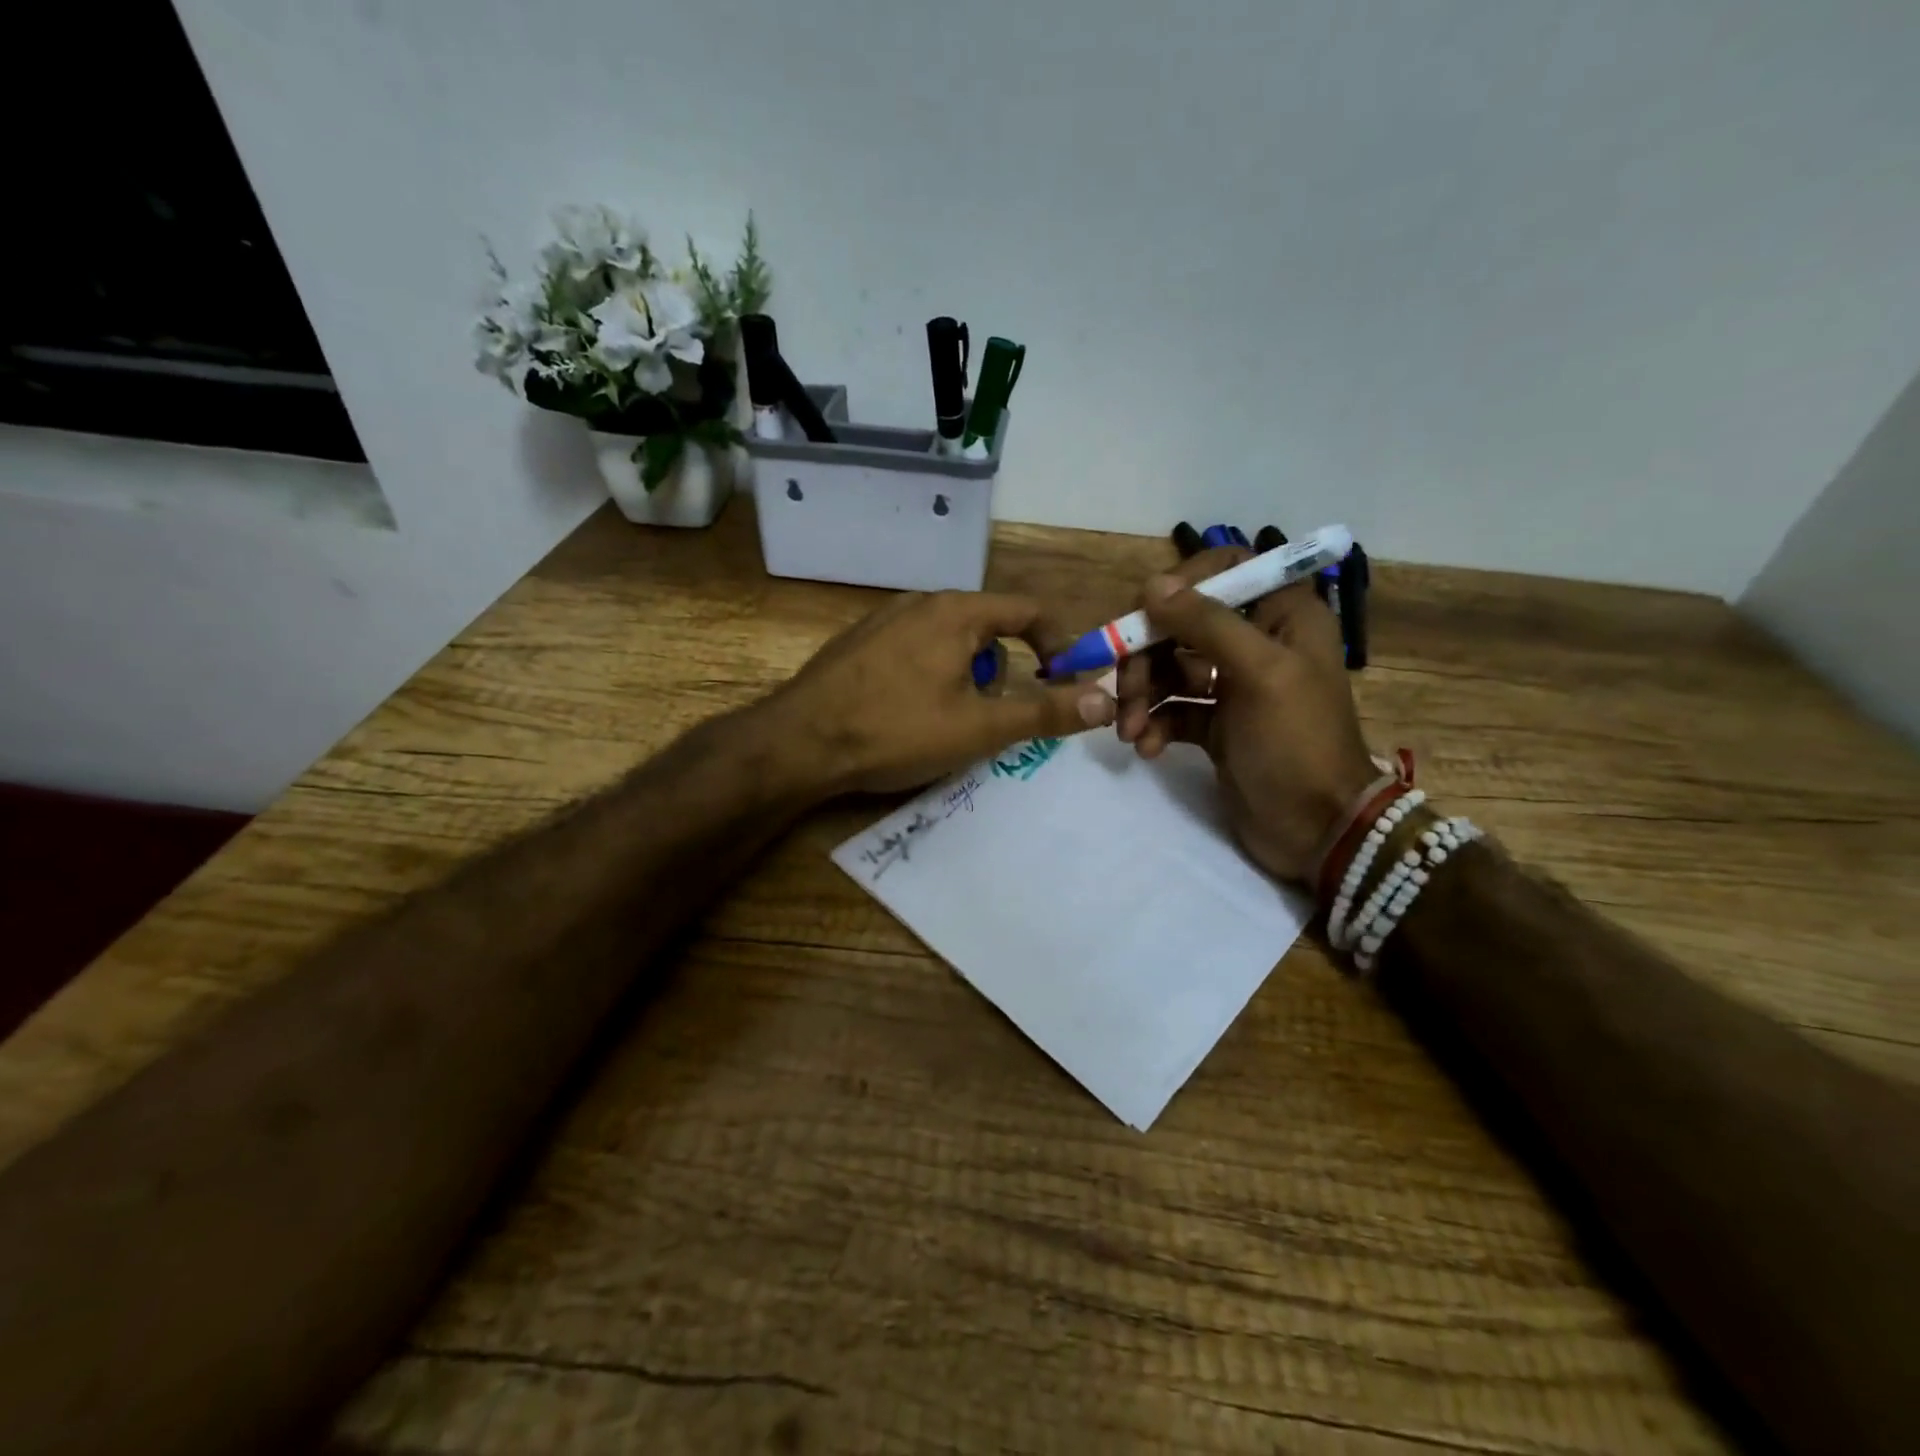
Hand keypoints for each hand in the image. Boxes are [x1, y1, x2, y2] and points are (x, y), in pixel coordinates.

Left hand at [770, 590, 1117, 795]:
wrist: (798, 743)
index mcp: (957, 611)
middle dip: (1006, 672)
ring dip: (968, 678)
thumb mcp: (980, 728)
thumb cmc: (896, 730)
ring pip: (950, 643)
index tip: (1066, 683)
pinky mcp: (859, 644)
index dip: (1059, 645)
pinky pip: (915, 652)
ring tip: (950, 723)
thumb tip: (1104, 701)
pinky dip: (931, 677)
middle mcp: (921, 603)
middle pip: (989, 628)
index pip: (1029, 610)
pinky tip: (909, 716)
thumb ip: (1044, 712)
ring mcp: (884, 621)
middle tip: (997, 717)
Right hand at [1114, 549, 1377, 882]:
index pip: (1228, 570)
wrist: (1317, 830)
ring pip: (1170, 668)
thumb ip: (1206, 624)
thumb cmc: (1296, 742)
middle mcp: (1257, 642)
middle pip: (1183, 623)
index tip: (1147, 610)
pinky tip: (1148, 748)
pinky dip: (1155, 724)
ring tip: (1129, 730)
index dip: (1184, 583)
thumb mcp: (1259, 673)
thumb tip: (1153, 585)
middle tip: (1125, 690)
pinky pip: (1172, 709)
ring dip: (1143, 695)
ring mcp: (1233, 685)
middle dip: (1147, 656)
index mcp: (1283, 616)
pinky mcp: (1215, 724)